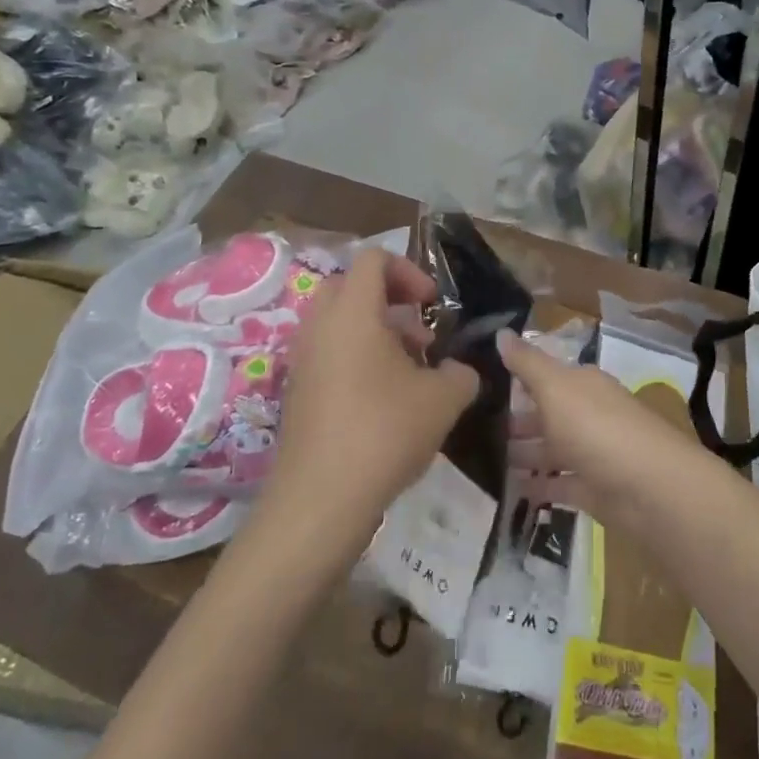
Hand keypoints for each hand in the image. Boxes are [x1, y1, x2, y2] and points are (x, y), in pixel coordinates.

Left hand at [265, 248, 479, 546]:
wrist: (320, 500)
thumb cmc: (384, 432)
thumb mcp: (444, 399)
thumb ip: (461, 373)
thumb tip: (458, 371)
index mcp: (353, 312)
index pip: (373, 259)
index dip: (409, 271)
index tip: (432, 305)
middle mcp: (321, 326)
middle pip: (352, 287)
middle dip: (391, 301)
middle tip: (420, 334)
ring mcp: (303, 360)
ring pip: (341, 323)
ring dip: (378, 334)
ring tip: (412, 372)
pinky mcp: (298, 392)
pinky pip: (330, 354)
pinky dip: (358, 360)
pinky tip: (387, 401)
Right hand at [500, 328, 708, 530]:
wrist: (650, 489)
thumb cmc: (597, 428)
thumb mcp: (556, 387)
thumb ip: (527, 363)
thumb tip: (500, 332)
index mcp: (583, 385)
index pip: (546, 375)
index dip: (517, 378)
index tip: (480, 385)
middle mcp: (589, 414)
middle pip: (547, 414)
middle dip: (515, 420)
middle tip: (472, 430)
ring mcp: (593, 454)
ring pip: (552, 450)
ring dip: (523, 455)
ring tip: (482, 462)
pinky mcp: (595, 491)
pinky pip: (559, 485)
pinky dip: (539, 487)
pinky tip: (509, 492)